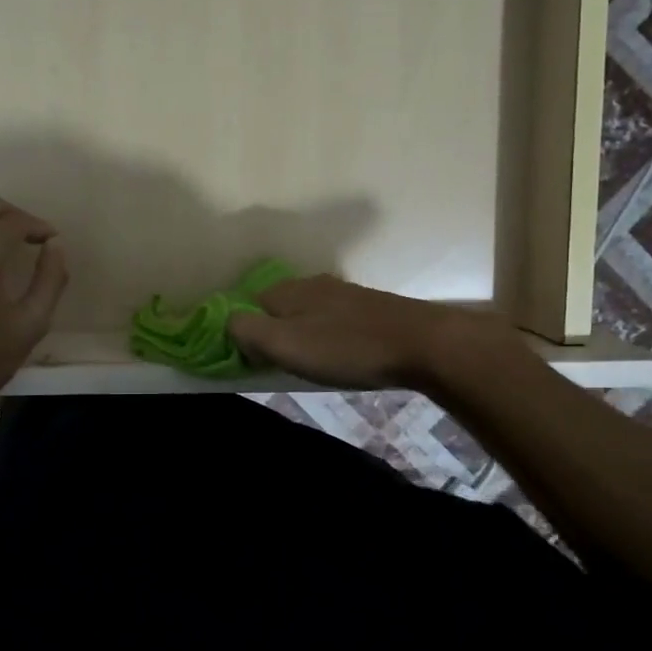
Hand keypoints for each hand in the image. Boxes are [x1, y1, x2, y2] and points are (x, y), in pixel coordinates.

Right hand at [227, 274, 516, 390]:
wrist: (423, 344)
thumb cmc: (346, 348)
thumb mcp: (285, 345)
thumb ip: (247, 333)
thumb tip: (227, 325)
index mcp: (287, 290)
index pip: (246, 304)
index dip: (240, 331)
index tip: (246, 361)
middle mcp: (312, 285)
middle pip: (276, 307)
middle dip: (270, 333)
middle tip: (275, 366)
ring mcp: (344, 295)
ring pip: (306, 313)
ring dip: (299, 336)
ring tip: (306, 365)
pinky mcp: (370, 309)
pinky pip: (332, 321)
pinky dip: (325, 337)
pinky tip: (338, 356)